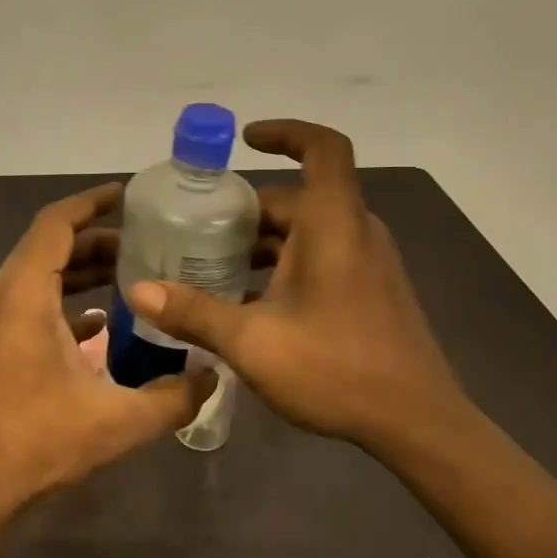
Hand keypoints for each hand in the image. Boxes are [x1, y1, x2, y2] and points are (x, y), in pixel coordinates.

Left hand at [0, 184, 212, 523]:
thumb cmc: (38, 444)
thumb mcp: (118, 422)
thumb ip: (174, 397)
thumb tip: (213, 376)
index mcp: (23, 295)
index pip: (56, 224)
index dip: (90, 203)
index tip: (126, 195)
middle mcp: (1, 296)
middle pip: (49, 245)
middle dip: (96, 239)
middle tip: (145, 243)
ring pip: (38, 272)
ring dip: (80, 268)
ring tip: (130, 274)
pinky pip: (29, 300)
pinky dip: (63, 297)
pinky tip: (100, 322)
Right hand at [126, 118, 465, 447]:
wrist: (419, 424)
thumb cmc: (337, 369)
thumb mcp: (253, 341)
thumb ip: (194, 312)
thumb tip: (138, 291)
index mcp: (333, 225)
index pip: (323, 148)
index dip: (286, 133)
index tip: (245, 140)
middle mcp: (355, 232)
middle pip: (298, 197)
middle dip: (246, 209)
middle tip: (197, 230)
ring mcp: (368, 263)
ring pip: (307, 231)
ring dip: (262, 241)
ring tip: (212, 267)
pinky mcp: (371, 290)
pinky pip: (321, 256)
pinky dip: (283, 263)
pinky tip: (249, 303)